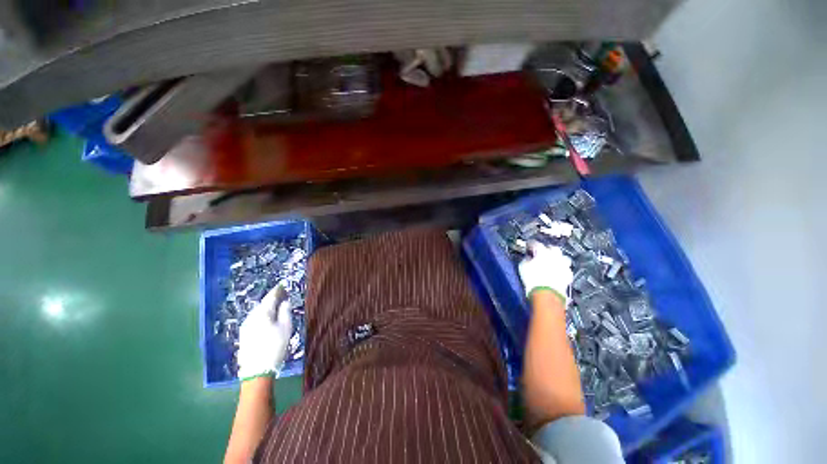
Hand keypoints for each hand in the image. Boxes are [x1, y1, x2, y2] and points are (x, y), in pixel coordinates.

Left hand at [236, 282, 293, 380]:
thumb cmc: (275, 346)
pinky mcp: (244, 335)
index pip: (270, 297)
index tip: (282, 285)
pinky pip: (254, 320)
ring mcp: (245, 327)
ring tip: (276, 307)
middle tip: (281, 296)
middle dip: (272, 299)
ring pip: (257, 313)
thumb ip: (285, 312)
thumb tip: (284, 302)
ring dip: (266, 308)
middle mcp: (251, 317)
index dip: (277, 290)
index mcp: (262, 313)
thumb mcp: (286, 327)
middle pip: (263, 304)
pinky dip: (262, 316)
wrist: (256, 370)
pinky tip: (267, 321)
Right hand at [518, 241, 573, 304]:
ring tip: (551, 262)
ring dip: (557, 258)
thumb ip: (526, 259)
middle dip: (546, 249)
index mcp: (542, 251)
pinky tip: (557, 272)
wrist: (547, 294)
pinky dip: (561, 269)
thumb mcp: (523, 267)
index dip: (530, 245)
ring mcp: (563, 265)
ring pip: (562, 257)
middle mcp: (555, 256)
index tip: (528, 247)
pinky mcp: (568, 275)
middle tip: (540, 253)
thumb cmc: (533, 279)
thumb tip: (528, 258)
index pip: (535, 244)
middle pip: (552, 248)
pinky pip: (565, 269)